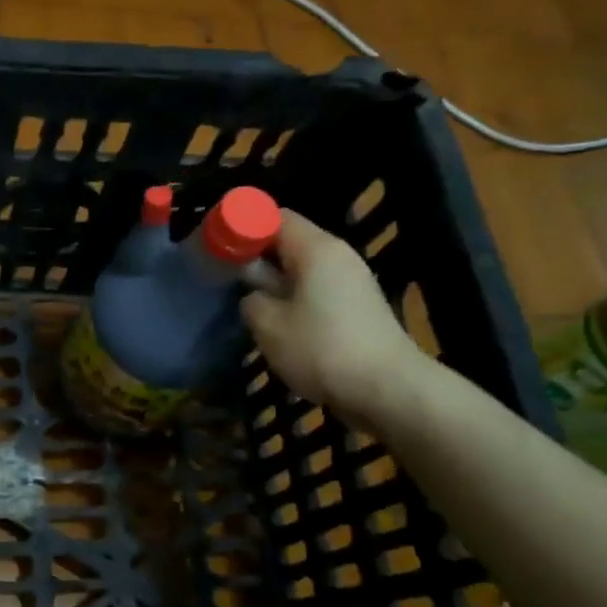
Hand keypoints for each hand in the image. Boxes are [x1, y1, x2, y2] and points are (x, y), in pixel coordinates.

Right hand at [239, 209, 431, 425]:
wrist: (387, 389)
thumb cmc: (321, 349)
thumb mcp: (268, 325)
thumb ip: (251, 300)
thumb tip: (253, 296)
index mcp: (316, 249)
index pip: (275, 217)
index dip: (244, 227)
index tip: (219, 248)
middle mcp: (338, 256)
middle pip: (290, 242)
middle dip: (257, 257)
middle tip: (227, 279)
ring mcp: (353, 282)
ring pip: (303, 269)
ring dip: (275, 283)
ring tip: (250, 306)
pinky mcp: (358, 308)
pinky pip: (317, 290)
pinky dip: (294, 299)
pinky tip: (280, 325)